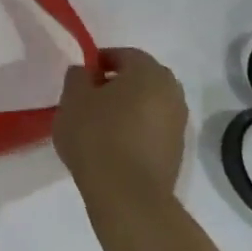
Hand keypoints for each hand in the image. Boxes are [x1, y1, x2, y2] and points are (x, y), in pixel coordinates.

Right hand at [53, 48, 187, 208]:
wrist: (128, 195)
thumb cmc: (97, 136)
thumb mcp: (73, 98)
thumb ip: (78, 76)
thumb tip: (86, 72)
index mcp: (149, 72)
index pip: (123, 55)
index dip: (99, 62)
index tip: (81, 79)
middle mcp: (172, 92)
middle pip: (140, 78)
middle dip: (116, 84)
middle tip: (89, 99)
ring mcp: (179, 123)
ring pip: (148, 104)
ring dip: (127, 108)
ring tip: (99, 125)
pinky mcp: (177, 151)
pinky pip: (152, 128)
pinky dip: (136, 129)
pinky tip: (114, 145)